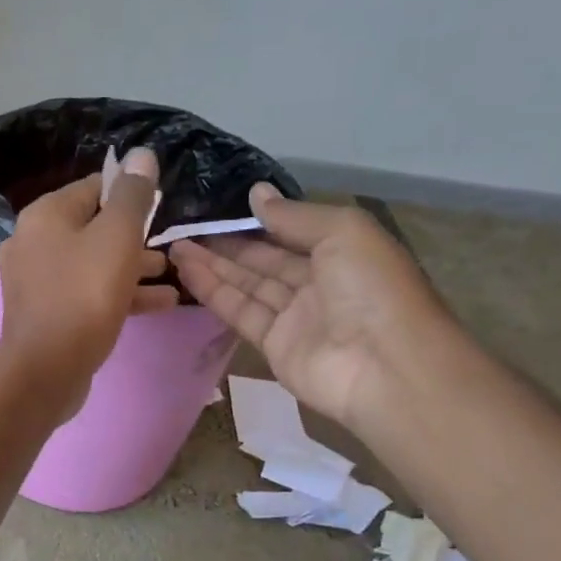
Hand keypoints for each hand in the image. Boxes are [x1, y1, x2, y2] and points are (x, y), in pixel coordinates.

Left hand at [0, 146, 177, 416]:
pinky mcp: (47, 313)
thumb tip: (141, 154)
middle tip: (171, 245)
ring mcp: (37, 280)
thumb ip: (133, 196)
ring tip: (173, 273)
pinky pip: (87, 293)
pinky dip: (120, 294)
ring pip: (93, 263)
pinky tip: (161, 302)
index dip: (131, 193)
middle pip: (93, 227)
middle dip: (135, 235)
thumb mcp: (117, 237)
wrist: (46, 369)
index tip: (162, 207)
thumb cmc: (84, 295)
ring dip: (134, 266)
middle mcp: (34, 241)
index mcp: (45, 215)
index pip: (94, 187)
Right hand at [169, 184, 449, 428]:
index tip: (218, 207)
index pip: (292, 233)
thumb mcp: (342, 232)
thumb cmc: (372, 288)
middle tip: (185, 227)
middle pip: (264, 260)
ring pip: (247, 285)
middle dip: (226, 244)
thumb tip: (256, 193)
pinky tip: (187, 272)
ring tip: (175, 246)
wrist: (385, 368)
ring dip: (212, 265)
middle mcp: (318, 283)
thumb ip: (294, 215)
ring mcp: (294, 317)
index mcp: (343, 252)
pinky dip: (213, 292)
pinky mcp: (273, 345)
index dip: (257, 221)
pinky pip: (240, 312)